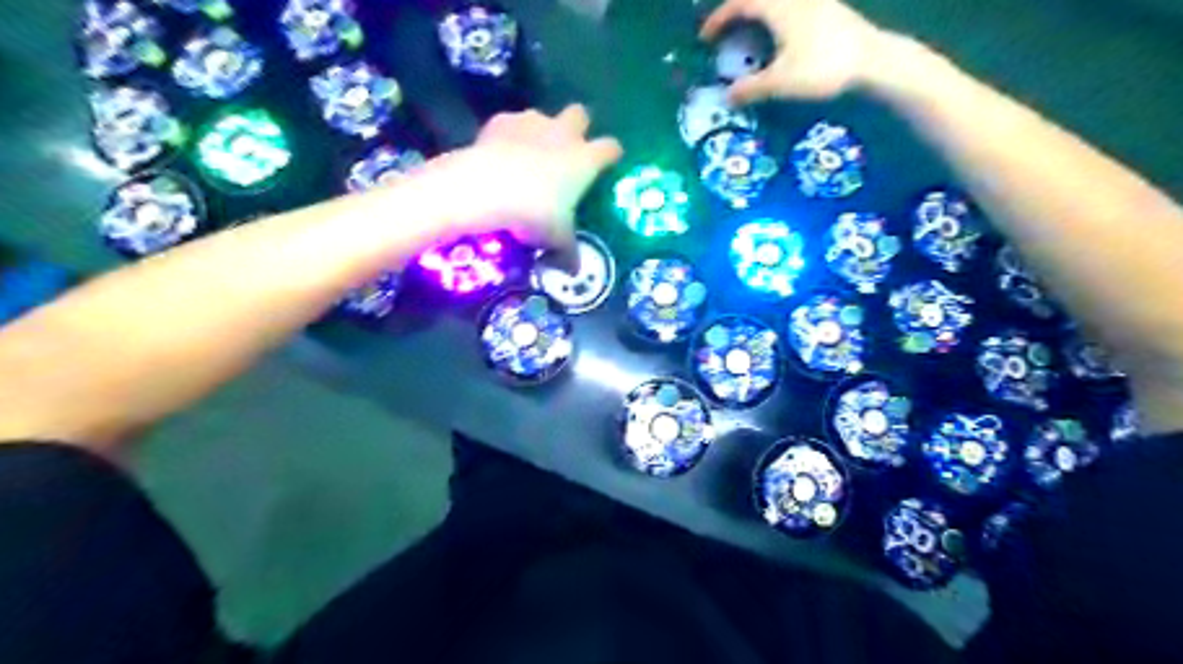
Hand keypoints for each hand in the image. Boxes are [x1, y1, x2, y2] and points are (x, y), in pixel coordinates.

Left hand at [432, 103, 622, 249]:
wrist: (488, 187)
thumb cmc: (535, 213)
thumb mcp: (556, 238)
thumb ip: (568, 252)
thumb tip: (574, 271)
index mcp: (585, 160)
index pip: (611, 148)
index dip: (611, 155)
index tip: (608, 164)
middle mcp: (564, 133)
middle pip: (580, 114)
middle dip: (578, 127)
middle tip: (568, 150)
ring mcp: (532, 122)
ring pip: (543, 116)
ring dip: (541, 131)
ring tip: (529, 155)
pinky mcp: (501, 120)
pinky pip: (510, 123)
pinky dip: (509, 136)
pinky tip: (500, 154)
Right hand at [701, 1, 885, 103]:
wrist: (874, 60)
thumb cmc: (823, 68)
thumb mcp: (781, 83)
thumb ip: (750, 89)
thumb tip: (726, 97)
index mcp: (780, 8)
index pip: (741, 4)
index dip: (719, 19)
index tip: (704, 37)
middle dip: (737, 12)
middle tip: (724, 32)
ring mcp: (815, 2)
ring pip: (778, 2)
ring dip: (758, 14)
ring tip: (748, 35)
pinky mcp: (829, 10)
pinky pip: (792, 7)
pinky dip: (776, 18)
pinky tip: (779, 38)